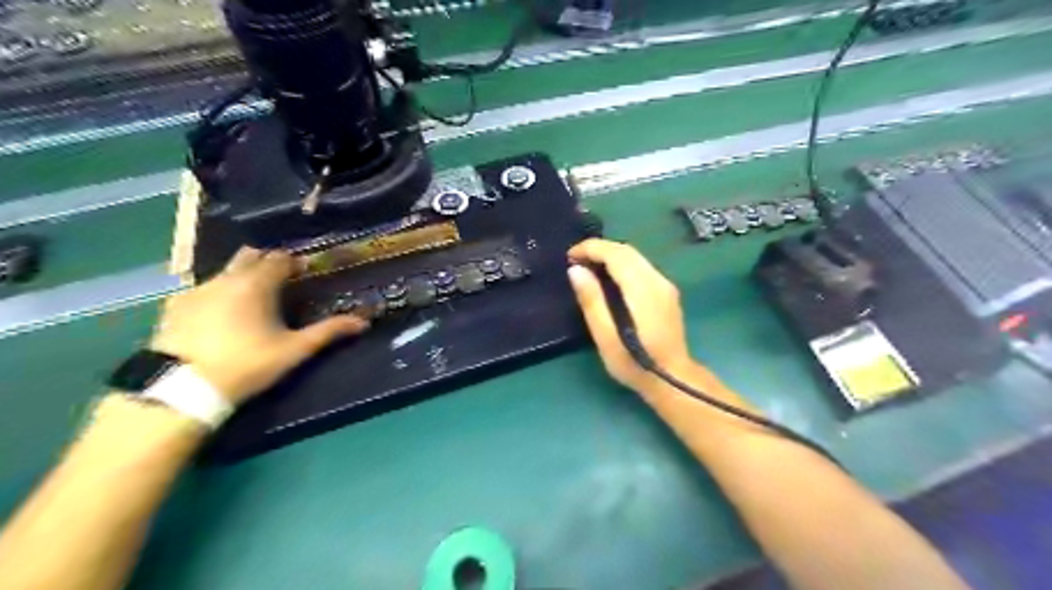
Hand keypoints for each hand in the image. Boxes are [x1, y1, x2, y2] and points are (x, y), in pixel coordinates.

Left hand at [147, 246, 368, 401]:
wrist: (182, 387)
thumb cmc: (248, 364)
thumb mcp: (294, 350)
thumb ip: (328, 331)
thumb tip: (363, 322)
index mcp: (257, 283)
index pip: (280, 258)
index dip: (295, 263)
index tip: (305, 275)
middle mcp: (226, 277)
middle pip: (250, 255)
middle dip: (267, 263)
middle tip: (280, 283)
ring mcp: (197, 289)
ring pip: (225, 271)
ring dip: (241, 278)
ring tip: (251, 302)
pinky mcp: (174, 305)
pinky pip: (202, 288)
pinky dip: (217, 294)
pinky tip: (219, 316)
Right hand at [572, 236, 696, 392]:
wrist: (673, 380)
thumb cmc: (634, 363)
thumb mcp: (605, 337)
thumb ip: (591, 301)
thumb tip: (575, 270)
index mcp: (642, 290)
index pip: (616, 254)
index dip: (591, 248)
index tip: (569, 256)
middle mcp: (657, 281)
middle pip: (627, 251)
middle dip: (599, 249)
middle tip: (575, 260)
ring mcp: (665, 286)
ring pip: (636, 257)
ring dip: (610, 255)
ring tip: (587, 267)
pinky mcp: (667, 293)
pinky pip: (641, 267)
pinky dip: (621, 264)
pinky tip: (609, 278)